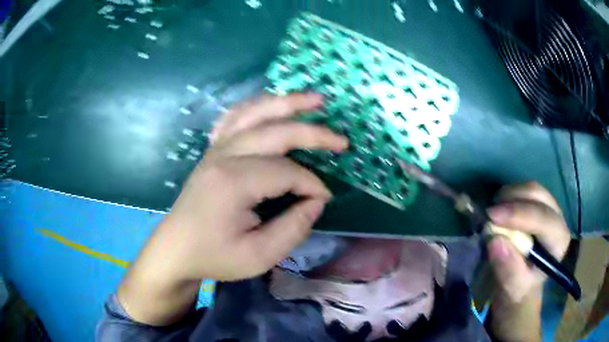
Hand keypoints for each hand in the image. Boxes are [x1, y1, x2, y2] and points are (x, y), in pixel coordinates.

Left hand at [118, 93, 347, 324]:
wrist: (176, 250)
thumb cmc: (214, 256)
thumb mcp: (259, 256)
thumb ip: (294, 227)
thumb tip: (316, 199)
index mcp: (234, 182)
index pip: (286, 171)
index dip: (312, 184)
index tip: (324, 199)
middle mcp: (224, 155)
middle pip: (275, 131)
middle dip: (313, 133)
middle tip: (341, 140)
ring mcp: (215, 149)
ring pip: (254, 113)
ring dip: (287, 103)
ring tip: (314, 99)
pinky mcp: (212, 151)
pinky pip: (233, 118)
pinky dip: (255, 106)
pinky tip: (269, 104)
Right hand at [486, 182, 571, 302]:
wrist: (523, 283)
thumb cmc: (520, 288)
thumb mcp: (513, 289)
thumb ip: (508, 270)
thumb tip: (495, 240)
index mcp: (559, 242)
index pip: (543, 219)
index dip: (519, 214)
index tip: (492, 216)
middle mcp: (558, 219)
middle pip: (538, 195)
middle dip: (513, 199)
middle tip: (489, 213)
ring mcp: (550, 208)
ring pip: (531, 188)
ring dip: (510, 195)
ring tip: (493, 212)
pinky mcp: (540, 204)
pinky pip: (525, 190)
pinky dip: (509, 195)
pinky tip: (500, 209)